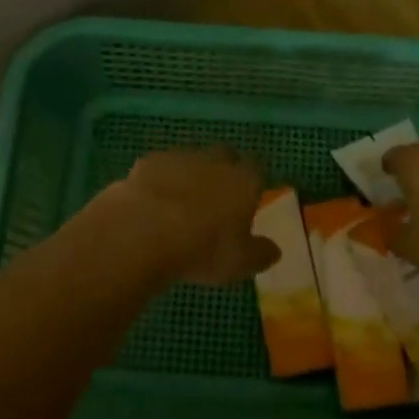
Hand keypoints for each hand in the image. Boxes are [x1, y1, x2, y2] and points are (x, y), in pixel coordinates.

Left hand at [102, 147, 278, 284]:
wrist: (145, 231)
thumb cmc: (203, 248)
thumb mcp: (240, 263)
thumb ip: (260, 253)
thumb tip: (274, 250)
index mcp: (244, 181)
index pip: (257, 171)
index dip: (253, 183)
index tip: (248, 198)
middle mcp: (215, 161)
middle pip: (225, 156)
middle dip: (223, 170)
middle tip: (216, 197)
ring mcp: (179, 157)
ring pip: (191, 159)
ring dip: (189, 174)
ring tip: (180, 201)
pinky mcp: (148, 162)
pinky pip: (159, 167)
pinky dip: (158, 180)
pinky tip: (151, 201)